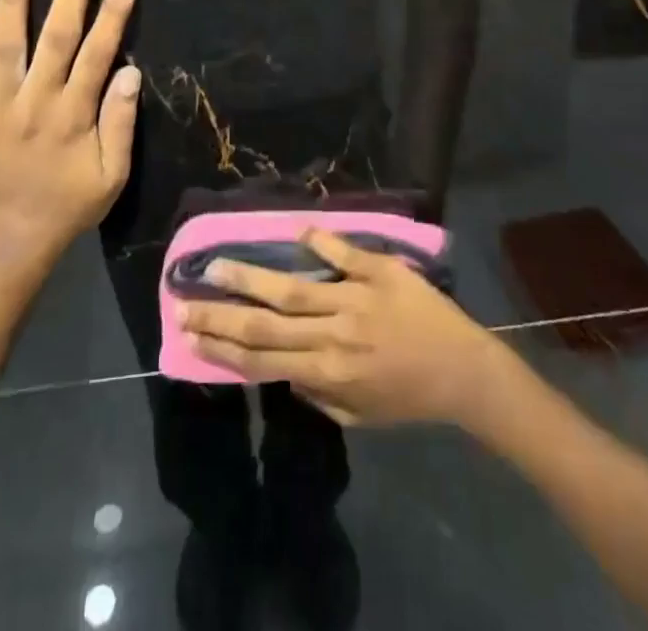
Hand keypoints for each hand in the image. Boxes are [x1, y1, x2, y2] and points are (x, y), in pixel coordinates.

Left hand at [0, 0, 139, 284]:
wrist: (5, 244)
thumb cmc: (66, 207)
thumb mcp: (111, 177)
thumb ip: (121, 124)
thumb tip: (131, 73)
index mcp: (73, 115)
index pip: (98, 53)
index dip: (113, 13)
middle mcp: (34, 101)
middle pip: (55, 37)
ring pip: (4, 45)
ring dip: (11, 0)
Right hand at [179, 229, 502, 426]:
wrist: (464, 370)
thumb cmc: (410, 397)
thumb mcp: (360, 417)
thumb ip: (318, 395)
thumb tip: (283, 370)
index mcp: (327, 372)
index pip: (263, 360)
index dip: (222, 348)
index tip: (190, 335)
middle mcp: (333, 335)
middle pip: (266, 324)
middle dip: (220, 314)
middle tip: (183, 301)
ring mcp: (355, 298)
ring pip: (293, 287)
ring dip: (251, 276)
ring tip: (216, 264)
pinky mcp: (380, 271)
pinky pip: (345, 253)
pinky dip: (321, 242)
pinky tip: (297, 230)